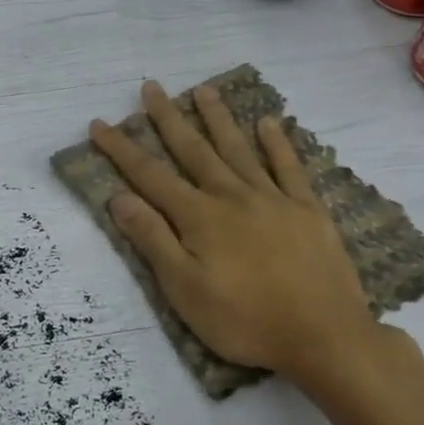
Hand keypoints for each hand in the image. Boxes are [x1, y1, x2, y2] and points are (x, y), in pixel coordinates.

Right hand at [89, 80, 384, 395]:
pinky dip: (277, 143)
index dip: (122, 149)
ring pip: (239, 149)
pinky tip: (268, 122)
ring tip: (203, 89)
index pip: (150, 176)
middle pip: (194, 150)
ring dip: (218, 118)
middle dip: (168, 119)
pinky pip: (289, 167)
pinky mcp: (307, 210)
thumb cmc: (244, 320)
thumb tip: (119, 197)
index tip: (100, 123)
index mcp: (199, 217)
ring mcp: (273, 199)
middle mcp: (232, 196)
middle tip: (152, 87)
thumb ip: (153, 240)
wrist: (324, 337)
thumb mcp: (184, 289)